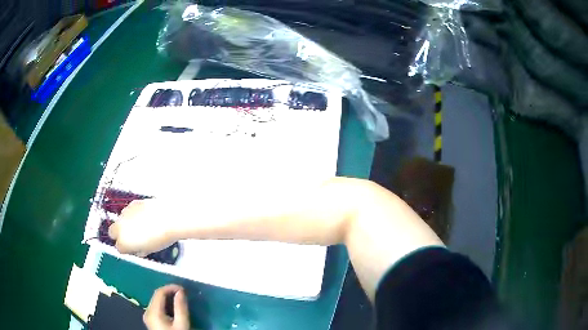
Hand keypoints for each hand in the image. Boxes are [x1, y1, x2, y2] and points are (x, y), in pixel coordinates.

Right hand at [108, 199, 178, 255]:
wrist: (171, 218)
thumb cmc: (161, 238)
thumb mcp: (150, 250)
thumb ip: (139, 250)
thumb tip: (137, 249)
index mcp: (124, 242)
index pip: (119, 248)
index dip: (126, 249)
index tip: (133, 248)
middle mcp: (120, 227)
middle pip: (112, 232)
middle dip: (119, 235)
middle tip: (131, 237)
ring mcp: (125, 213)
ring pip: (120, 220)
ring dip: (126, 223)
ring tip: (140, 225)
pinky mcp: (132, 203)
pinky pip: (128, 211)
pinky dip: (133, 214)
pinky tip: (143, 216)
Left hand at [144, 284, 189, 329]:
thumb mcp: (182, 324)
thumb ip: (181, 307)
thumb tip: (181, 291)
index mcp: (153, 311)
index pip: (160, 292)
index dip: (171, 288)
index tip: (184, 289)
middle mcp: (147, 311)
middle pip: (157, 296)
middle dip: (170, 293)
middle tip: (183, 294)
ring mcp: (147, 316)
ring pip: (156, 301)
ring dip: (168, 298)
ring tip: (180, 300)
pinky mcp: (150, 320)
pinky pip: (156, 307)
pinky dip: (165, 305)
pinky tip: (174, 308)